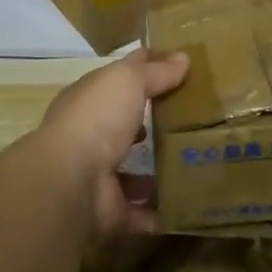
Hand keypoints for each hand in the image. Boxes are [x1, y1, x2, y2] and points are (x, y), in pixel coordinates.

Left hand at [40, 48, 188, 236]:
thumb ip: (156, 72)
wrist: (72, 181)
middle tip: (198, 119)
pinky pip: (144, 213)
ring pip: (135, 172)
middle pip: (127, 126)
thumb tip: (183, 58)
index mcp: (90, 100)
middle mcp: (91, 136)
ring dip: (161, 171)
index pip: (123, 76)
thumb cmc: (97, 118)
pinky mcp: (113, 211)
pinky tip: (192, 204)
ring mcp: (100, 176)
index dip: (149, 66)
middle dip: (155, 123)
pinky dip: (163, 212)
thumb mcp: (128, 80)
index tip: (183, 65)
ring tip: (199, 164)